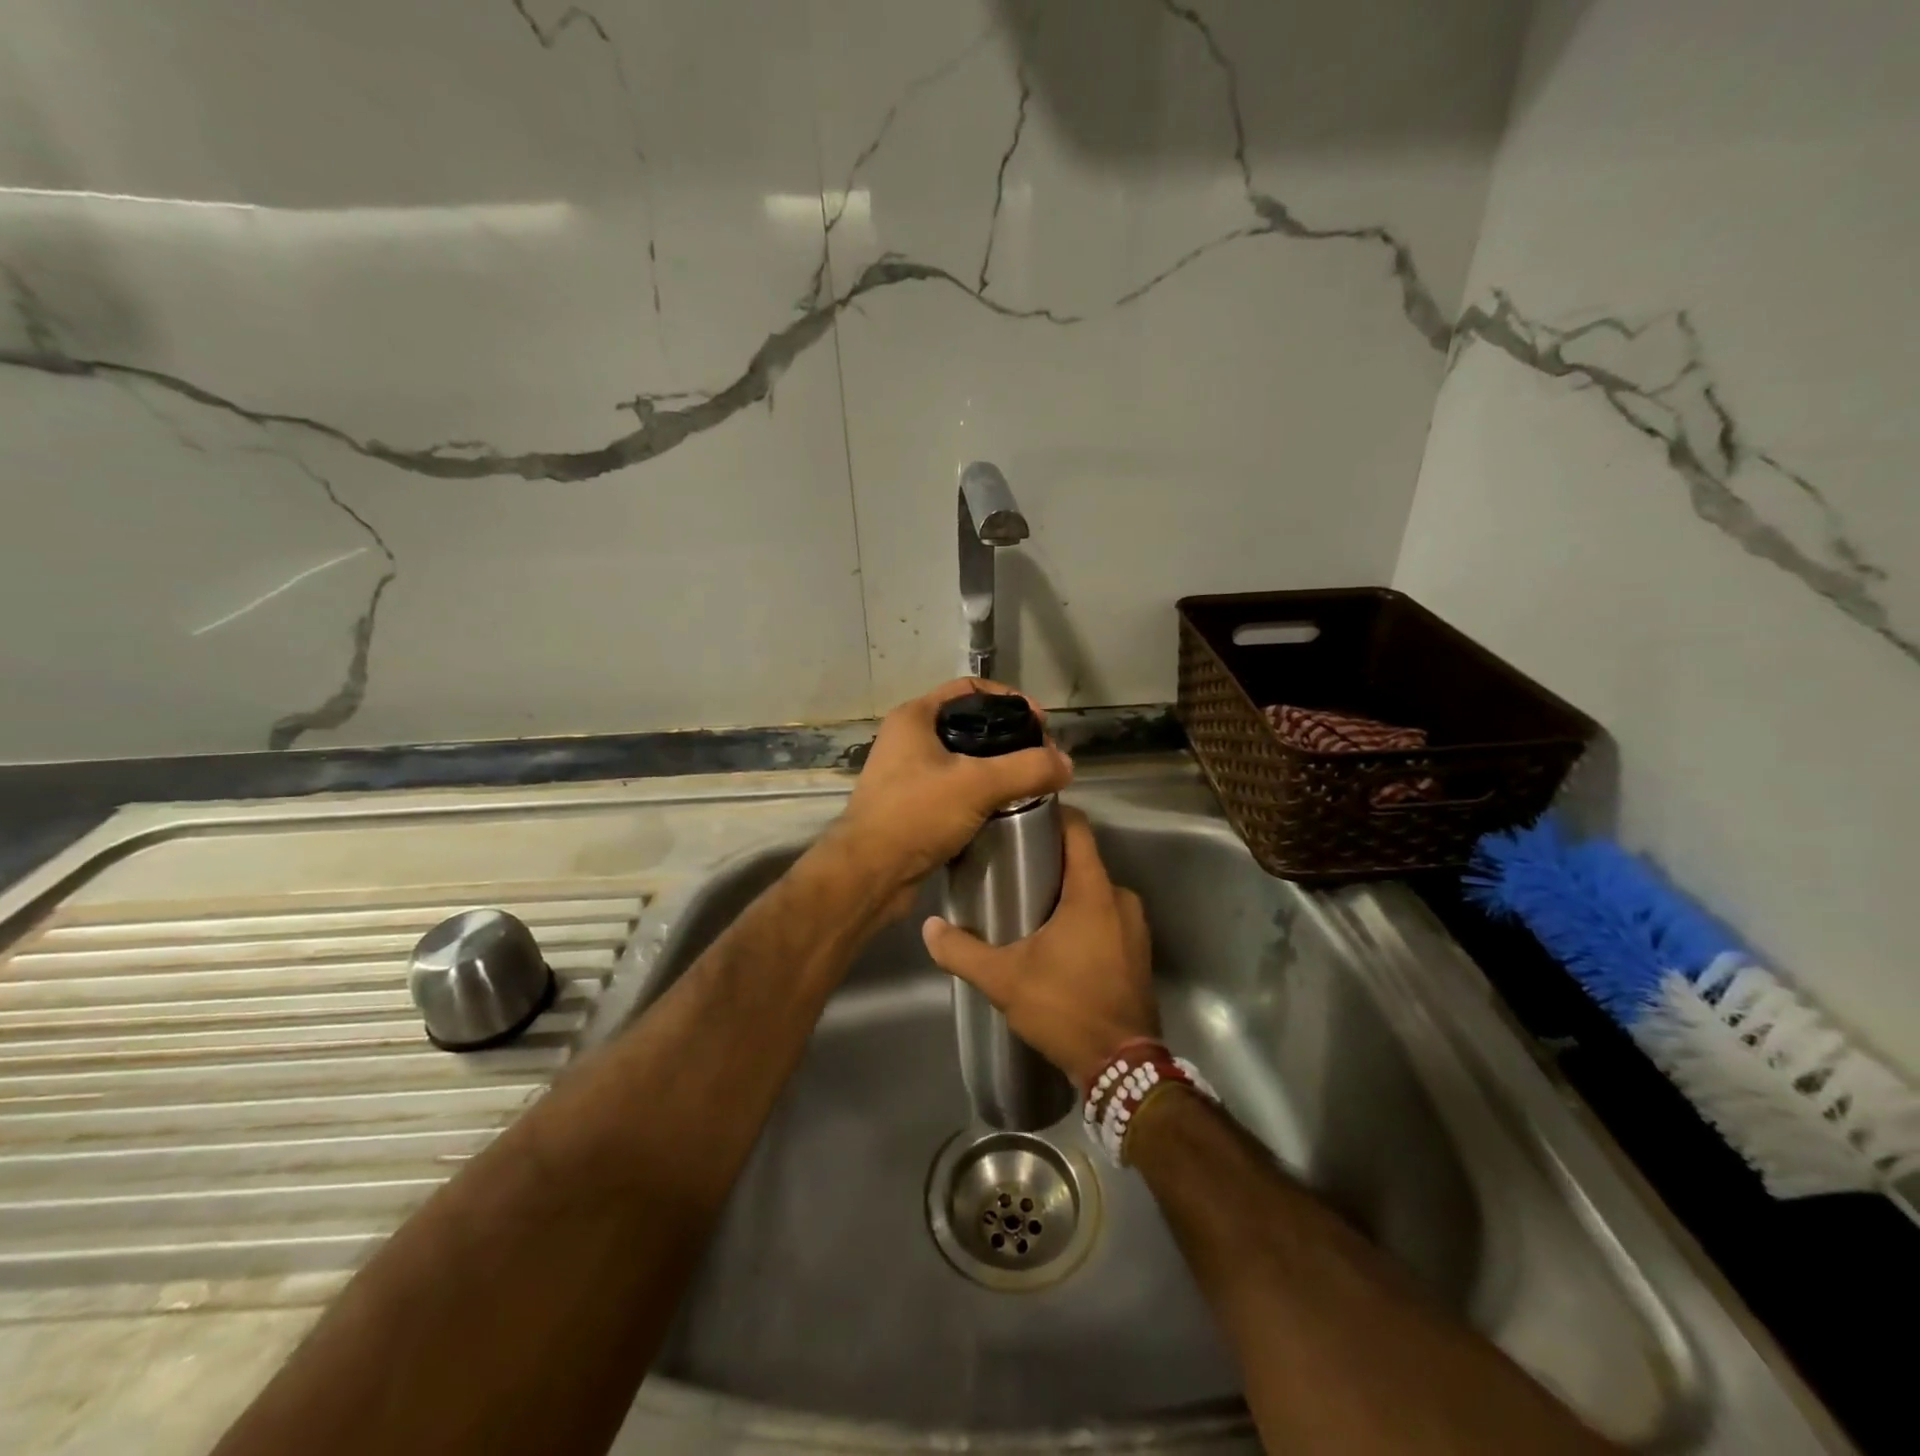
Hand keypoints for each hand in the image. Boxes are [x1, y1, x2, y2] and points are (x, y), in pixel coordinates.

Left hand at [832, 678, 1073, 914]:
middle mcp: (908, 739)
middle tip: (1041, 756)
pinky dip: (980, 794)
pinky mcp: (912, 806)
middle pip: (969, 724)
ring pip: (963, 760)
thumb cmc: (916, 814)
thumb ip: (1027, 769)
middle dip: (1008, 738)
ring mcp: (907, 774)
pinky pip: (954, 790)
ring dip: (996, 768)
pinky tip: (1004, 809)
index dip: (1009, 699)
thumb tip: (1067, 764)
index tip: (1040, 722)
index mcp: (915, 718)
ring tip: (1028, 783)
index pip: (970, 688)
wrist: (869, 874)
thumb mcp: (978, 784)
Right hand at [921, 807, 1159, 1087]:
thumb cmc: (1066, 1008)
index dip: (1052, 815)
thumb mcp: (1004, 980)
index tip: (1020, 817)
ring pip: (1094, 890)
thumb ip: (963, 951)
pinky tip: (1056, 938)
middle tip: (1010, 867)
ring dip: (1066, 892)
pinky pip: (1107, 915)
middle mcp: (1121, 898)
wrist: (1122, 1066)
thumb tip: (929, 928)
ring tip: (1028, 903)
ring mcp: (1134, 925)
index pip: (1078, 828)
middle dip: (1049, 859)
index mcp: (1093, 891)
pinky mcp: (1137, 950)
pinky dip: (1083, 916)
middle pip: (1083, 860)